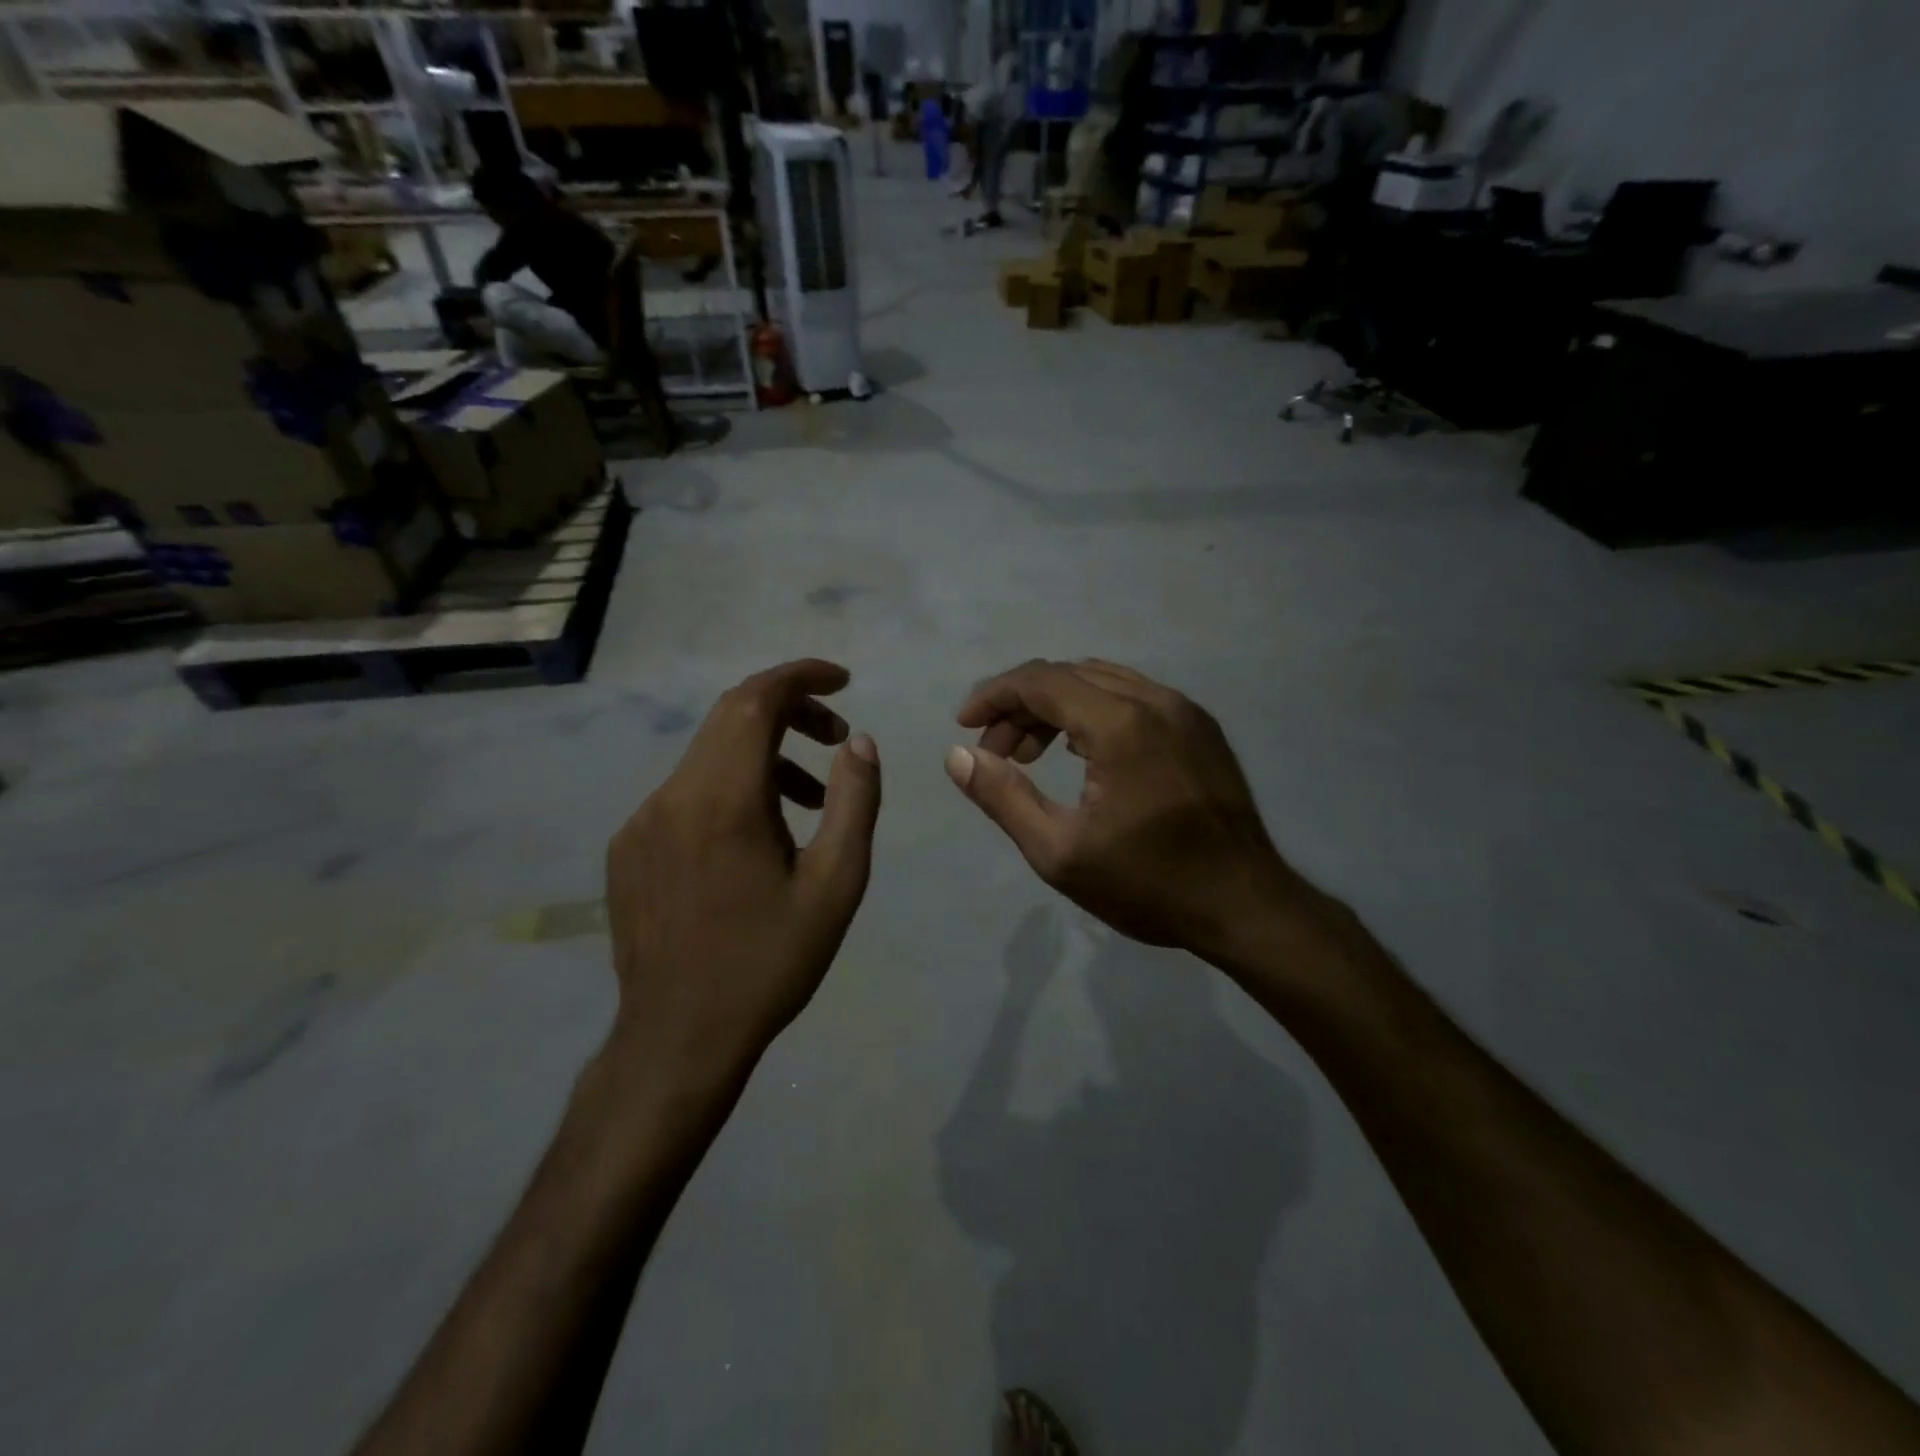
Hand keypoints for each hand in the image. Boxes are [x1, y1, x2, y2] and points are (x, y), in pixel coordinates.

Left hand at [605, 660, 880, 1081]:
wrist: (678, 1038)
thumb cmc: (769, 962)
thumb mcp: (836, 885)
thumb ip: (854, 802)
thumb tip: (859, 742)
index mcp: (724, 800)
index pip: (756, 700)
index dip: (800, 676)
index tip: (842, 680)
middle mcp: (673, 796)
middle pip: (730, 717)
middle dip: (789, 711)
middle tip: (837, 737)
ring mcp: (642, 822)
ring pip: (709, 756)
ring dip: (763, 755)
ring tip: (810, 798)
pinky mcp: (628, 848)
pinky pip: (685, 793)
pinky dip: (730, 788)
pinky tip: (757, 836)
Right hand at [945, 659, 1305, 964]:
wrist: (1245, 906)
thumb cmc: (1148, 885)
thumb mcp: (1059, 852)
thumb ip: (1003, 797)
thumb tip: (957, 756)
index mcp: (1121, 724)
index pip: (1041, 681)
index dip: (994, 696)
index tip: (964, 725)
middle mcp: (1155, 700)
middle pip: (1068, 676)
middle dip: (1020, 705)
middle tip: (995, 752)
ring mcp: (1184, 710)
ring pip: (1101, 681)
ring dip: (1056, 707)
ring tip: (1030, 754)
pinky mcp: (1200, 726)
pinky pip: (1132, 697)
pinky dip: (1093, 711)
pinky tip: (1080, 752)